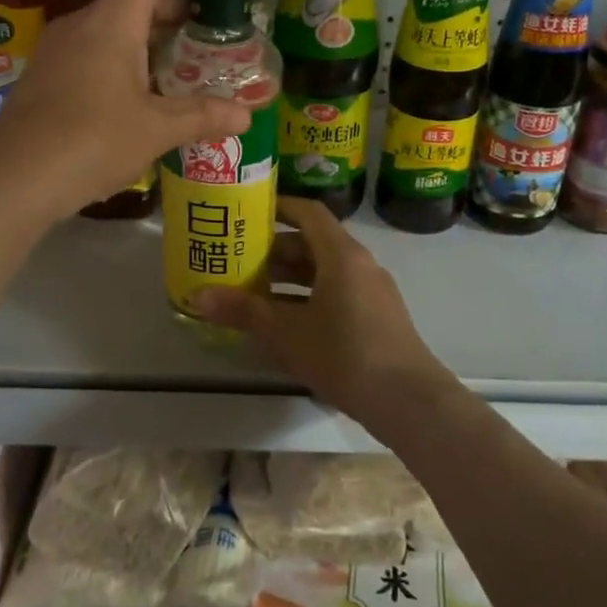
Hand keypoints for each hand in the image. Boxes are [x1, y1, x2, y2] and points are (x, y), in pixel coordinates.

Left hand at [0, 0, 252, 219]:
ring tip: (189, 57)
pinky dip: (133, 54)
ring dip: (157, 31)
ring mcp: (62, 48)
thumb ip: (202, 116)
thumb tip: (245, 115)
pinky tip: (148, 90)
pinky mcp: (51, 74)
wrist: (11, 181)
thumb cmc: (88, 143)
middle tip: (216, 20)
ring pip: (119, 23)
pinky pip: (101, 48)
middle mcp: (85, 22)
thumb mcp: (154, 130)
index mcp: (113, 21)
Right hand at [193, 197, 452, 425]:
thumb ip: (244, 311)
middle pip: (314, 242)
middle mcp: (359, 263)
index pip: (308, 212)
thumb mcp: (286, 333)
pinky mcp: (377, 315)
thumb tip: (198, 297)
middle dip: (275, 250)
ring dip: (290, 277)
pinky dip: (309, 296)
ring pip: (325, 270)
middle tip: (238, 257)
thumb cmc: (344, 354)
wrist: (407, 400)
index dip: (278, 207)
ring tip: (253, 289)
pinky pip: (337, 291)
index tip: (247, 212)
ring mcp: (371, 290)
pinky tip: (284, 320)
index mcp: (341, 254)